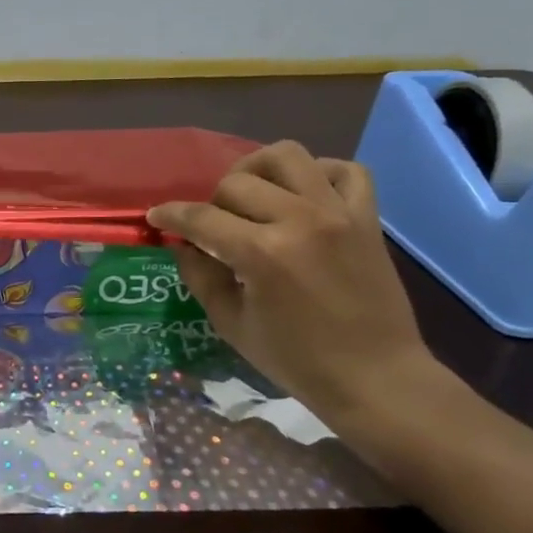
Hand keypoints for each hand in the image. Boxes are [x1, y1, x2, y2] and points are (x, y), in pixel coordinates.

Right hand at [147, 142, 439, 424]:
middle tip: (214, 227)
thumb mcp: (232, 324)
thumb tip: (184, 246)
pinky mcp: (367, 217)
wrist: (376, 377)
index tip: (156, 217)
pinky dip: (320, 174)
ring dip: (258, 169)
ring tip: (254, 195)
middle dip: (212, 201)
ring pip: (287, 155)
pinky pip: (344, 169)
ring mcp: (338, 213)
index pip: (201, 218)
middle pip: (237, 182)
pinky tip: (304, 196)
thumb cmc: (297, 359)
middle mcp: (299, 220)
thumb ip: (201, 277)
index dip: (171, 215)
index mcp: (261, 253)